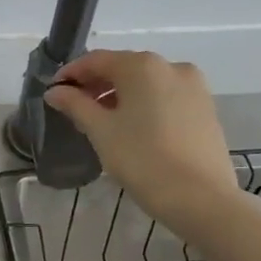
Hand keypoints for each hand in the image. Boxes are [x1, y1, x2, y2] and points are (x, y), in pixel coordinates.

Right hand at [43, 50, 241, 226]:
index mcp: (143, 66)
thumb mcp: (101, 131)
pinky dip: (144, 105)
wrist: (202, 199)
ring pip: (146, 84)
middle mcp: (171, 66)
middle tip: (74, 108)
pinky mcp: (206, 109)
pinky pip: (166, 97)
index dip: (71, 74)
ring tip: (102, 121)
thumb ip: (75, 105)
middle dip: (97, 85)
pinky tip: (133, 128)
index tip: (53, 92)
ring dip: (120, 96)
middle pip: (124, 68)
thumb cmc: (143, 160)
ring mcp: (194, 87)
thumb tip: (55, 91)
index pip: (96, 60)